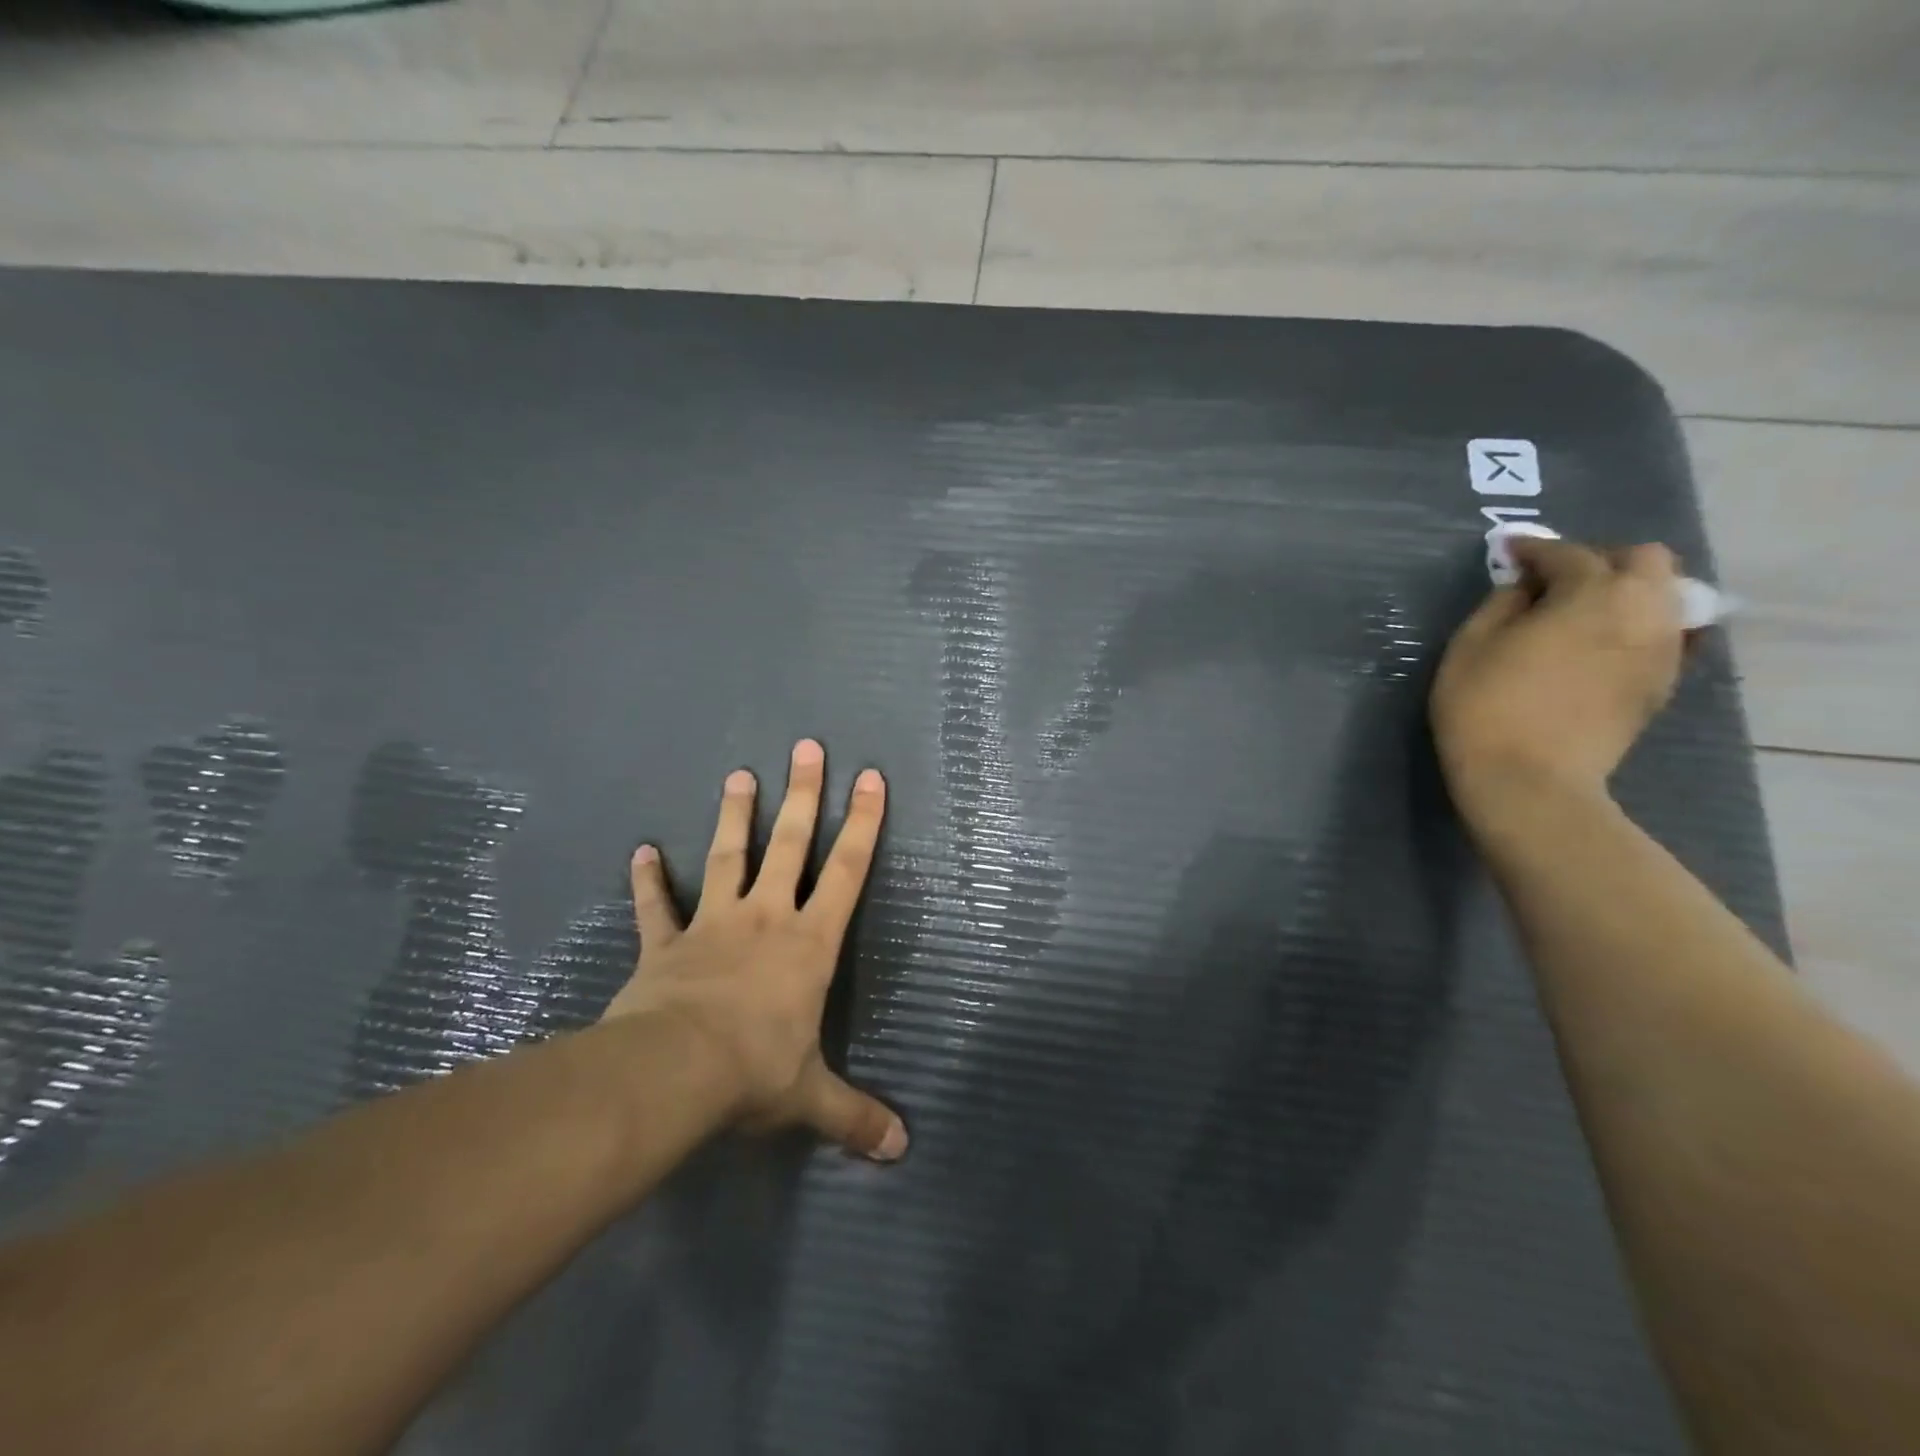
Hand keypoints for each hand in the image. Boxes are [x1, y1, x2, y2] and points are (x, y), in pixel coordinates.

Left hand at [603, 739, 907, 1161]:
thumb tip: (901, 1151)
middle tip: (807, 748)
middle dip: (804, 795)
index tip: (871, 778)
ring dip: (735, 816)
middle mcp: (766, 918)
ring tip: (739, 774)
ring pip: (728, 857)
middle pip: (791, 844)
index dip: (864, 824)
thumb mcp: (811, 1098)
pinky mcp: (666, 943)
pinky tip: (640, 850)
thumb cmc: (755, 1072)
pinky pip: (656, 905)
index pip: (848, 872)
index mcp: (809, 943)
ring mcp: (713, 924)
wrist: (674, 1072)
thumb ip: (856, 1117)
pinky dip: (648, 879)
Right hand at [1431, 537, 1684, 820]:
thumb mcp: (1469, 646)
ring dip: (1624, 590)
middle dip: (1598, 559)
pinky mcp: (1662, 682)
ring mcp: (1662, 648)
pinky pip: (1665, 633)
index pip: (1568, 554)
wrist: (1529, 780)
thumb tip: (1524, 589)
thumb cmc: (1485, 707)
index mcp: (1592, 594)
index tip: (1509, 551)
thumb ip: (1500, 604)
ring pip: (1664, 594)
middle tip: (1554, 579)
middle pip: (1642, 560)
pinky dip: (1638, 625)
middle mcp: (1642, 609)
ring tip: (1581, 610)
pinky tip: (1604, 642)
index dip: (1534, 549)